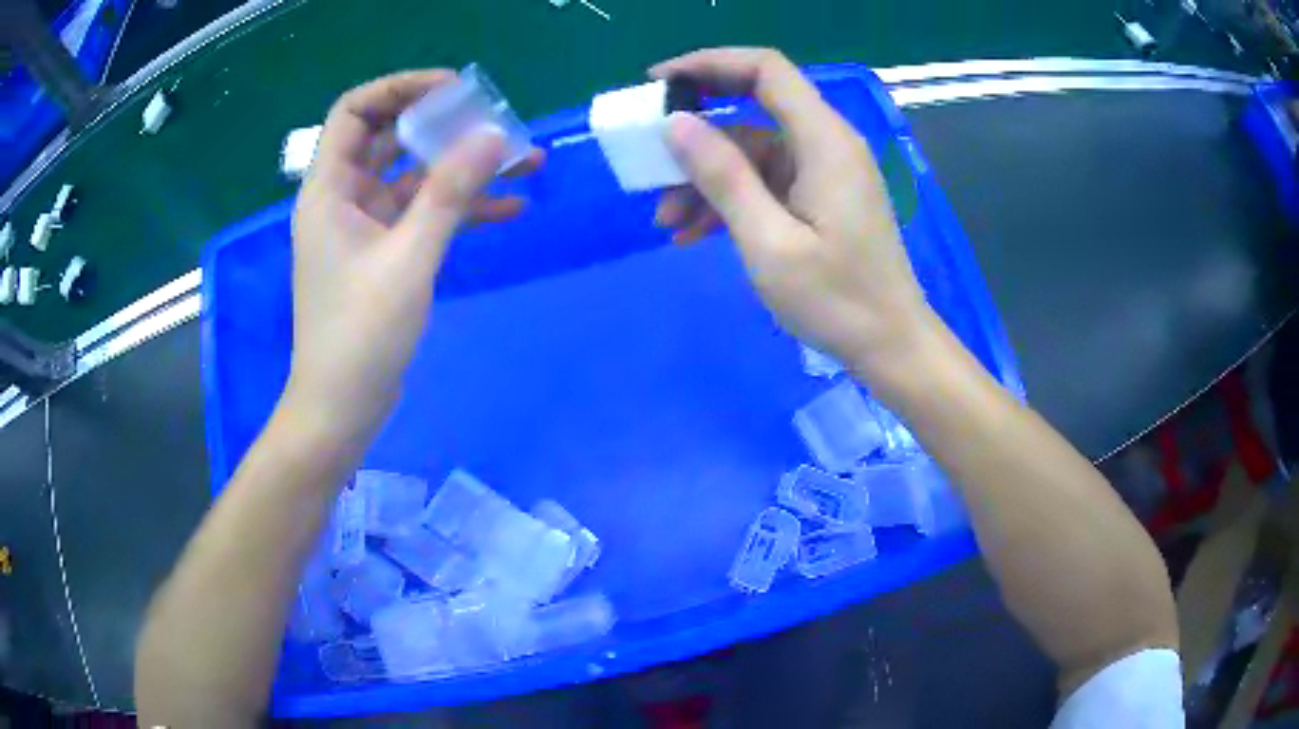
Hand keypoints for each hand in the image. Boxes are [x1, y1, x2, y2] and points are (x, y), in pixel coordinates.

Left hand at [288, 70, 542, 435]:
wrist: (342, 407)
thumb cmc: (360, 335)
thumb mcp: (408, 258)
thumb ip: (449, 193)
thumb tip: (493, 135)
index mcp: (329, 190)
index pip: (355, 111)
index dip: (400, 89)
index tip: (452, 91)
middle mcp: (344, 199)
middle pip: (391, 138)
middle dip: (445, 126)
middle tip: (497, 122)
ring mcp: (365, 227)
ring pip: (415, 178)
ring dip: (463, 167)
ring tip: (525, 160)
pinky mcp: (384, 254)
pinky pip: (424, 215)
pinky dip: (461, 207)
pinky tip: (511, 206)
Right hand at [653, 48, 933, 379]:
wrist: (890, 345)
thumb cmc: (837, 300)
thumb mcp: (769, 242)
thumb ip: (723, 177)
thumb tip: (675, 123)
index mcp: (823, 140)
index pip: (766, 70)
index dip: (710, 63)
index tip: (659, 83)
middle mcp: (826, 144)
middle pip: (752, 110)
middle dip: (697, 134)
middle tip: (650, 161)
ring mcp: (823, 172)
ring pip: (752, 153)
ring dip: (706, 180)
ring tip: (666, 222)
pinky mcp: (819, 198)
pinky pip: (766, 182)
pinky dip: (730, 199)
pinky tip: (694, 234)